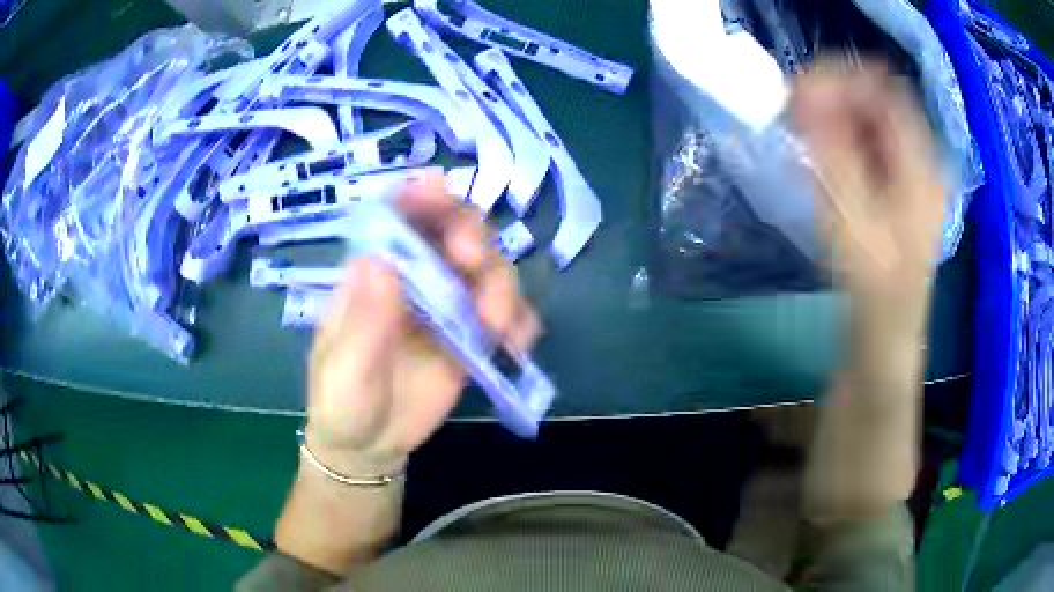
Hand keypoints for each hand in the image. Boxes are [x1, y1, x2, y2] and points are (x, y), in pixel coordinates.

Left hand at [304, 176, 541, 477]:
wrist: (370, 446)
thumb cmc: (342, 402)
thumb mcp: (344, 369)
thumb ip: (363, 322)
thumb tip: (380, 261)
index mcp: (375, 273)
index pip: (397, 218)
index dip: (420, 197)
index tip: (441, 191)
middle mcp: (415, 278)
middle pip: (454, 232)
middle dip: (473, 237)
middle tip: (473, 264)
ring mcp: (448, 306)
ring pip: (489, 269)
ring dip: (503, 285)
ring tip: (498, 327)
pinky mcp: (472, 337)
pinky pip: (507, 316)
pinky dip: (521, 322)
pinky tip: (517, 345)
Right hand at [792, 62, 944, 326]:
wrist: (887, 332)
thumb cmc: (873, 285)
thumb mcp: (850, 215)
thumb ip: (830, 148)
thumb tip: (805, 92)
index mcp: (922, 165)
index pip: (885, 89)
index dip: (842, 78)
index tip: (801, 89)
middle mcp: (924, 159)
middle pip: (880, 100)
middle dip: (835, 95)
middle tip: (796, 109)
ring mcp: (916, 172)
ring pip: (875, 119)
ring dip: (837, 114)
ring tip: (805, 129)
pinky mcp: (904, 185)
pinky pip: (873, 141)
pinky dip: (845, 136)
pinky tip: (825, 151)